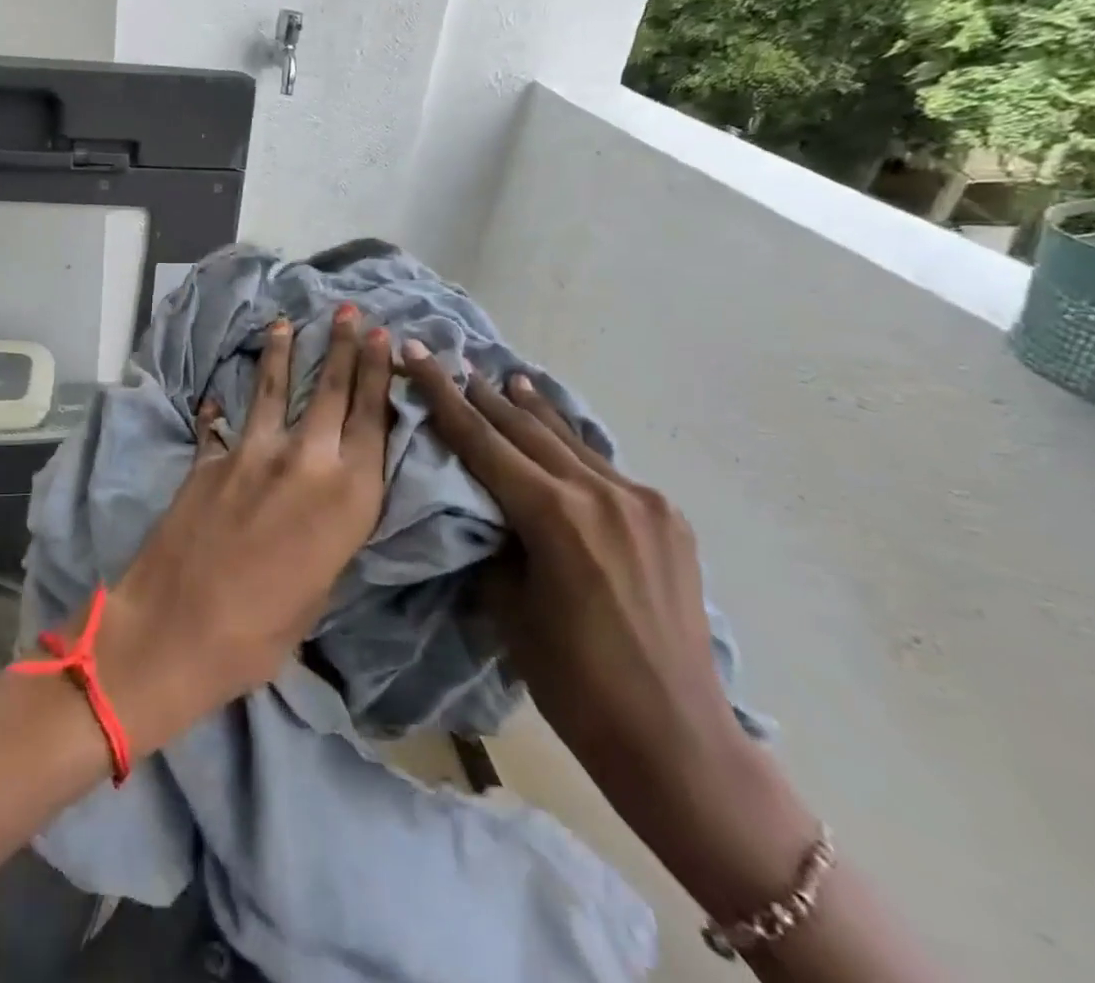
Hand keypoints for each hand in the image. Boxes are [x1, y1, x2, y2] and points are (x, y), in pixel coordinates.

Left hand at [95, 307, 392, 752]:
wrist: (179, 627)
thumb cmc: (264, 631)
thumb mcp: (322, 585)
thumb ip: (331, 531)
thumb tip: (326, 504)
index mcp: (350, 497)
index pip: (373, 419)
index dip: (379, 374)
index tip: (384, 338)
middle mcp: (308, 461)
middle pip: (331, 390)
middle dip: (343, 347)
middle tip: (349, 312)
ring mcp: (253, 452)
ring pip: (275, 389)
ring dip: (283, 353)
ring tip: (287, 322)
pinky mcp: (211, 457)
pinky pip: (222, 421)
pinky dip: (220, 406)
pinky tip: (216, 394)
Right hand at [402, 346, 819, 923]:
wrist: (678, 741)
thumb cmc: (574, 683)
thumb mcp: (509, 607)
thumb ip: (495, 543)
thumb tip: (490, 512)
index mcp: (554, 515)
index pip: (481, 440)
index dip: (441, 394)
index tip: (416, 353)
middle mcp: (600, 493)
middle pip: (524, 429)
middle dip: (481, 394)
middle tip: (450, 359)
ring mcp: (641, 502)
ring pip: (568, 441)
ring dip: (531, 411)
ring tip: (506, 378)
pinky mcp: (666, 519)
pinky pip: (602, 467)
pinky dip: (569, 445)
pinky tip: (559, 434)